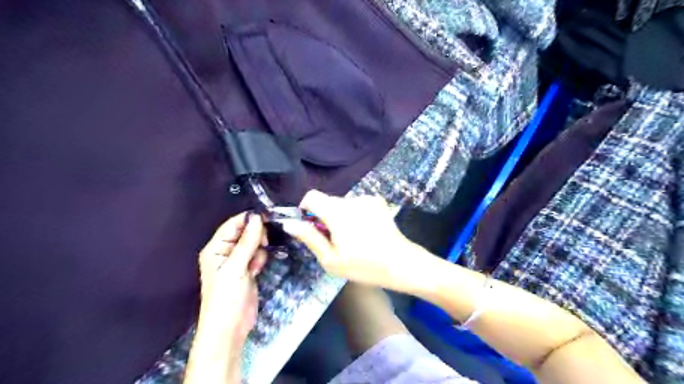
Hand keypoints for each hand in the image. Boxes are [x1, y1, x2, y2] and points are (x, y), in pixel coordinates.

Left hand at [186, 213, 266, 383]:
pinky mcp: (248, 270)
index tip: (267, 218)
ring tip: (256, 264)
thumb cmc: (226, 297)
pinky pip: (257, 256)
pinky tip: (257, 271)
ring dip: (259, 250)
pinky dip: (260, 260)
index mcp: (215, 248)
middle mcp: (225, 252)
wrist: (230, 328)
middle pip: (245, 232)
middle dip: (256, 236)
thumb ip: (247, 242)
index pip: (233, 224)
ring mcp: (237, 261)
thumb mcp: (236, 268)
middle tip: (264, 243)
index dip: (249, 219)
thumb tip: (257, 217)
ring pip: (254, 244)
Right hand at [280, 191, 418, 292]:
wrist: (401, 263)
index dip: (306, 209)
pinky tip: (365, 231)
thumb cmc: (363, 266)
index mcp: (337, 212)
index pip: (312, 196)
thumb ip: (309, 238)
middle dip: (325, 216)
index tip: (311, 226)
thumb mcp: (331, 259)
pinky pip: (357, 204)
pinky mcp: (378, 201)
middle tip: (334, 240)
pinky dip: (355, 214)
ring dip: (341, 216)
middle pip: (328, 201)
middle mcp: (351, 199)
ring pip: (343, 203)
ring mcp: (367, 198)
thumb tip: (289, 223)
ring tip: (353, 238)